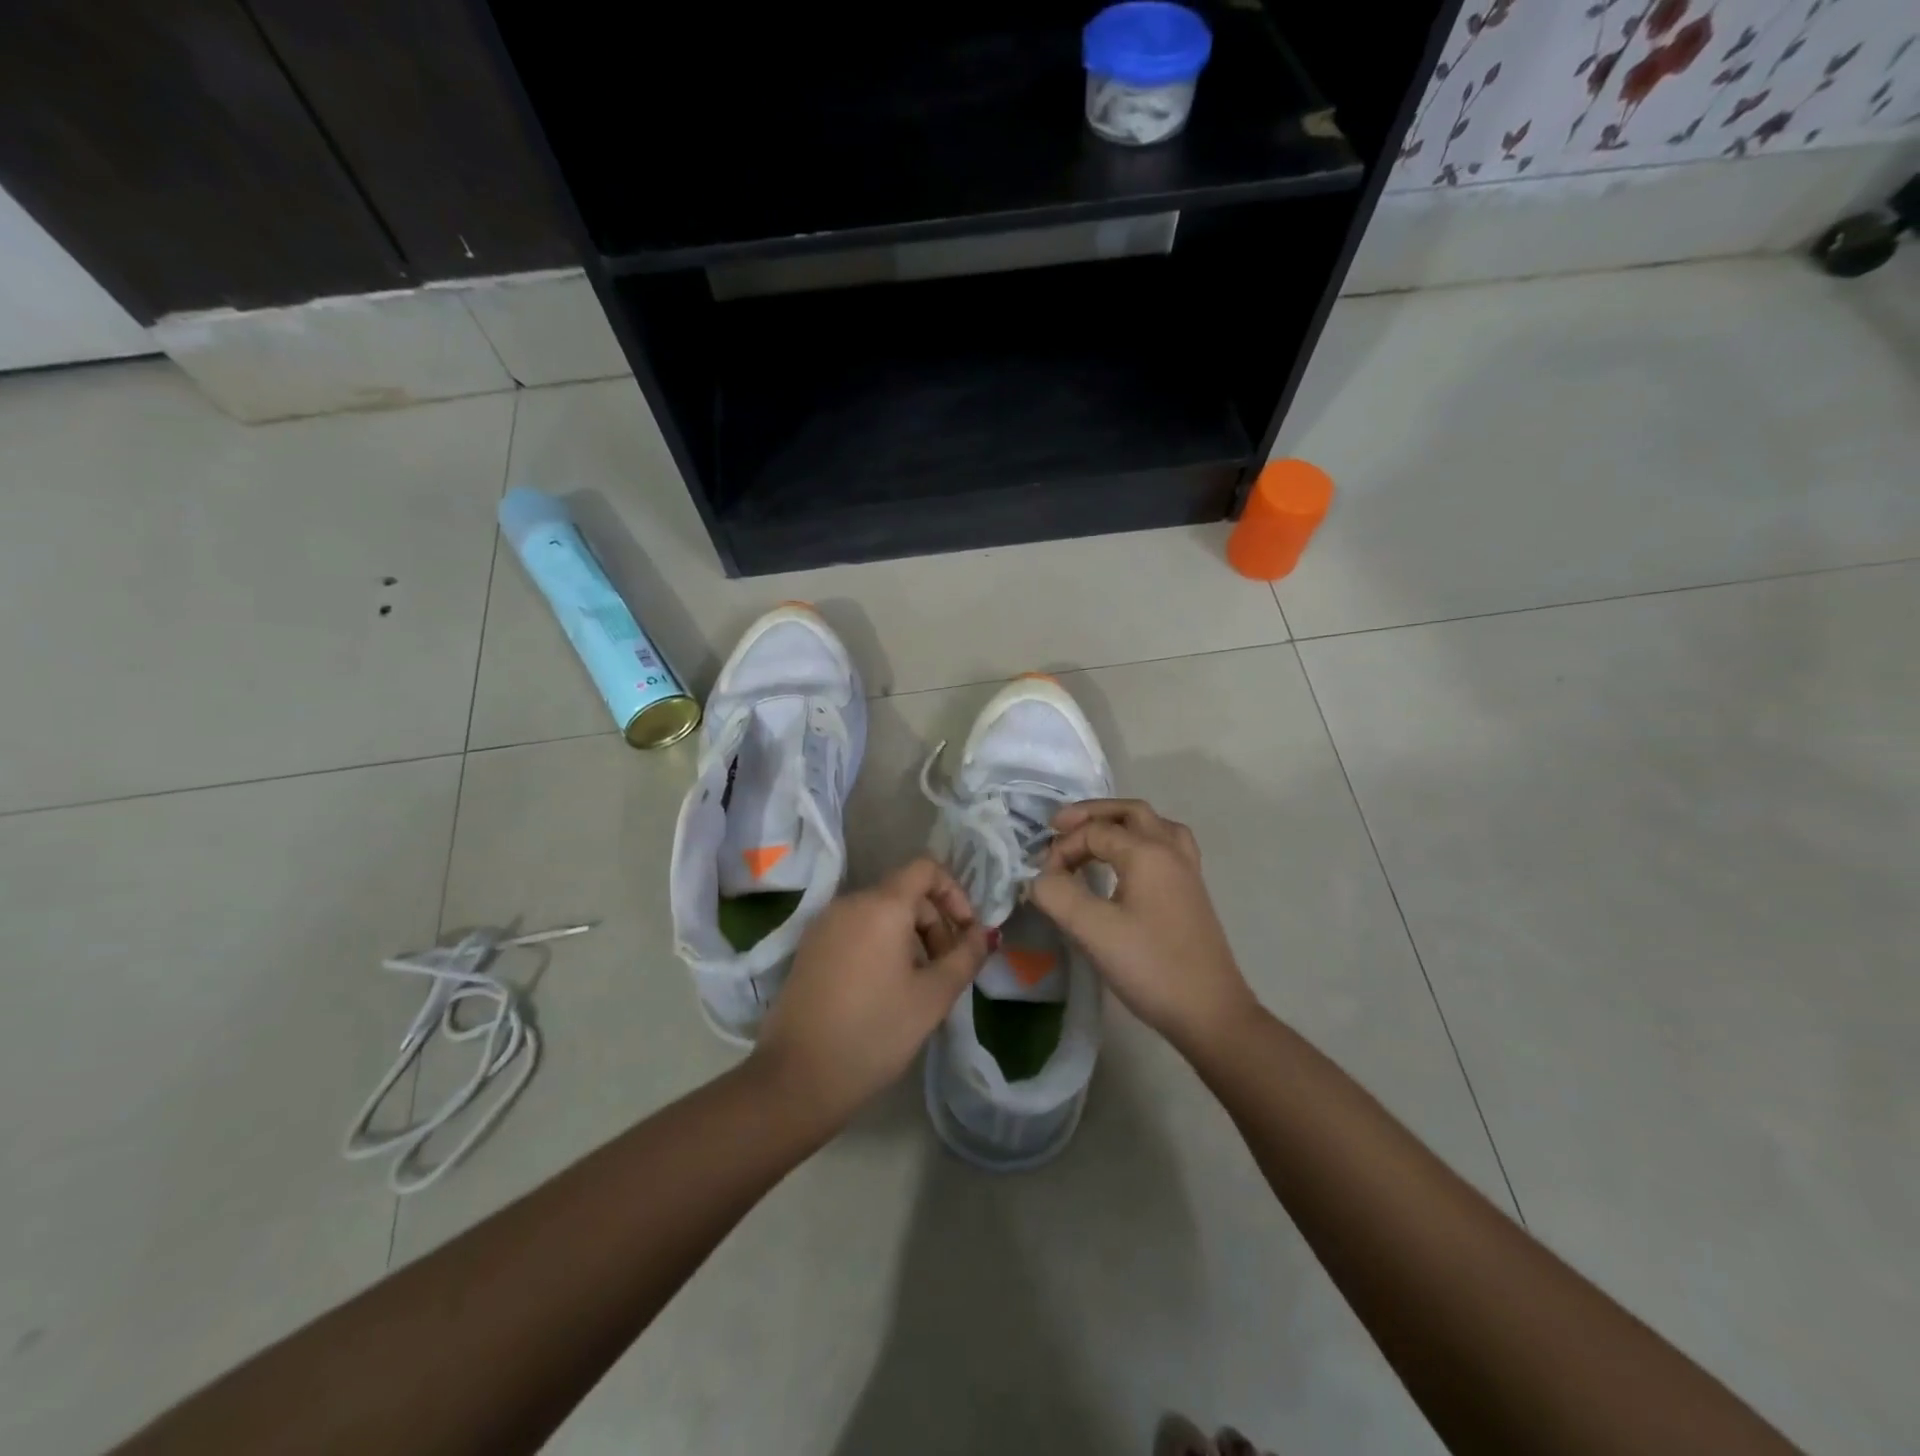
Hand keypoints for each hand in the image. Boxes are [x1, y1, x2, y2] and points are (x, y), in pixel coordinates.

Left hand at [751, 857, 988, 1131]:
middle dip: (934, 923)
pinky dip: (880, 946)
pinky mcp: (810, 949)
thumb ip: (965, 957)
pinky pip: (856, 931)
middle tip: (947, 970)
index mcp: (881, 905)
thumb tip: (983, 934)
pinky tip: (886, 990)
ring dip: (909, 938)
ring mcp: (824, 925)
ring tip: (919, 985)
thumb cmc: (875, 1032)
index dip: (954, 893)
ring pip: (880, 914)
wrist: (797, 1078)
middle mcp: (849, 903)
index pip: (925, 868)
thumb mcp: (933, 997)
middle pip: (904, 893)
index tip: (966, 933)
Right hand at [1028, 799, 1255, 1055]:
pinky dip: (1140, 841)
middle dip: (1091, 815)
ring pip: (1153, 825)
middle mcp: (1171, 850)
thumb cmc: (1151, 967)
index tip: (1043, 880)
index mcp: (1148, 852)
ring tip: (1092, 839)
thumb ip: (1057, 895)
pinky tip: (1127, 865)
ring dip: (1119, 824)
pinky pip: (1166, 845)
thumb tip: (1039, 878)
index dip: (1062, 848)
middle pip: (1129, 812)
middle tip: (1059, 827)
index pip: (1094, 832)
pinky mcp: (1192, 891)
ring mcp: (1187, 870)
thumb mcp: (1094, 931)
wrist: (1211, 1013)